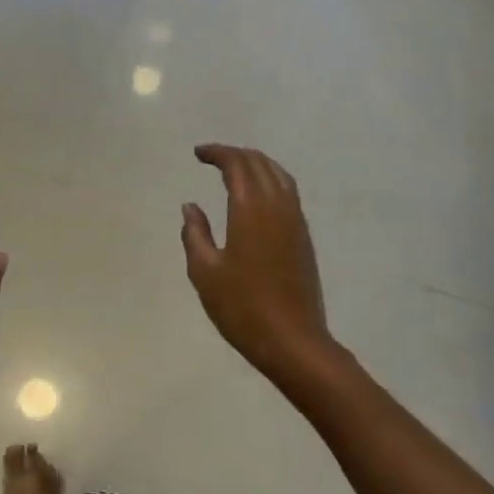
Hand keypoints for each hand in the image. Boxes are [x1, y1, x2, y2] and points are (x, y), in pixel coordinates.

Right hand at [181, 145, 340, 386]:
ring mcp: (295, 220)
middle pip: (259, 163)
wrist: (293, 340)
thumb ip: (195, 234)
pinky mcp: (303, 236)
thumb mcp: (205, 272)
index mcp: (251, 208)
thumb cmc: (242, 307)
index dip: (217, 153)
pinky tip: (258, 194)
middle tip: (212, 158)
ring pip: (278, 175)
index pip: (236, 164)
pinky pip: (288, 191)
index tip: (198, 154)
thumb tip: (190, 206)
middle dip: (235, 154)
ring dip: (256, 164)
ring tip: (235, 168)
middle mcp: (277, 205)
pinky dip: (271, 179)